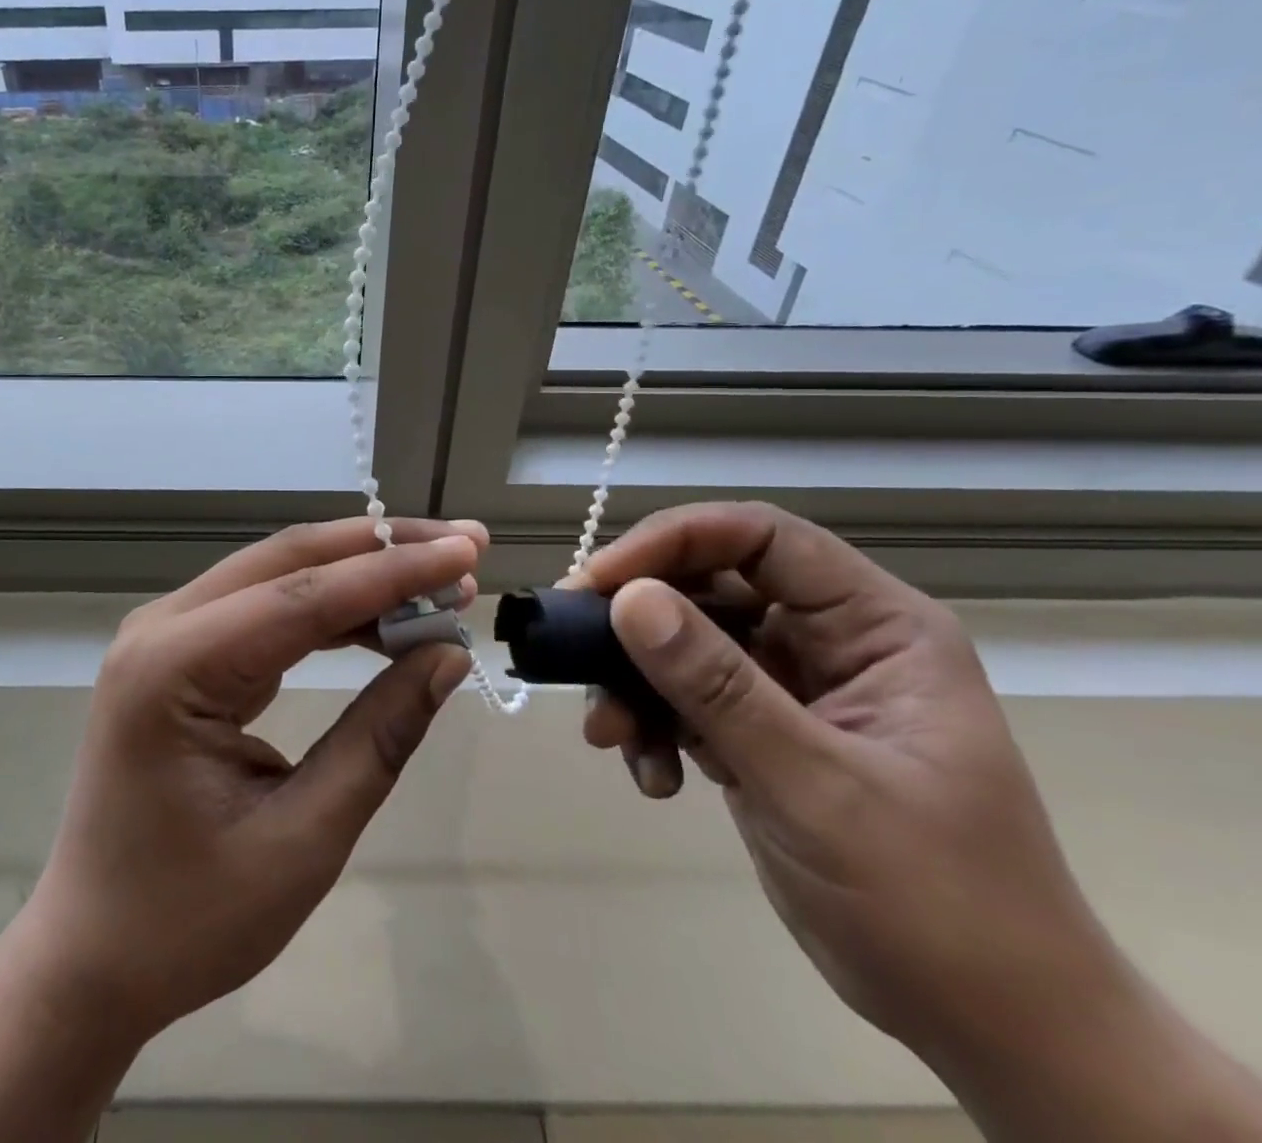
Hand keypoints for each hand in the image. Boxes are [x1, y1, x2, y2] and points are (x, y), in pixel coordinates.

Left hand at [20, 517, 486, 1043]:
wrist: (92, 956)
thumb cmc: (188, 919)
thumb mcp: (302, 840)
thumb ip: (378, 737)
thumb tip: (447, 656)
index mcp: (172, 668)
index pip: (303, 596)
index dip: (393, 571)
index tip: (469, 555)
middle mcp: (161, 627)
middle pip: (288, 561)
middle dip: (380, 550)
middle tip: (464, 549)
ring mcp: (165, 634)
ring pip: (278, 575)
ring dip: (359, 573)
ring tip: (438, 583)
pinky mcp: (181, 652)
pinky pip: (264, 607)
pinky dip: (329, 606)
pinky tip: (381, 617)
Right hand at [573, 502, 1113, 1059]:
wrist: (988, 1026)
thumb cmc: (937, 903)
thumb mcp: (818, 787)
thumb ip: (718, 687)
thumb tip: (627, 599)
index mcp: (874, 626)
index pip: (759, 538)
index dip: (672, 542)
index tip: (599, 582)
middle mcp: (828, 639)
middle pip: (708, 585)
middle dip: (637, 621)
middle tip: (575, 652)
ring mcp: (791, 685)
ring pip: (684, 642)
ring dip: (636, 682)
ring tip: (611, 736)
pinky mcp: (761, 730)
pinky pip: (685, 697)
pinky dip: (653, 725)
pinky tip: (653, 776)